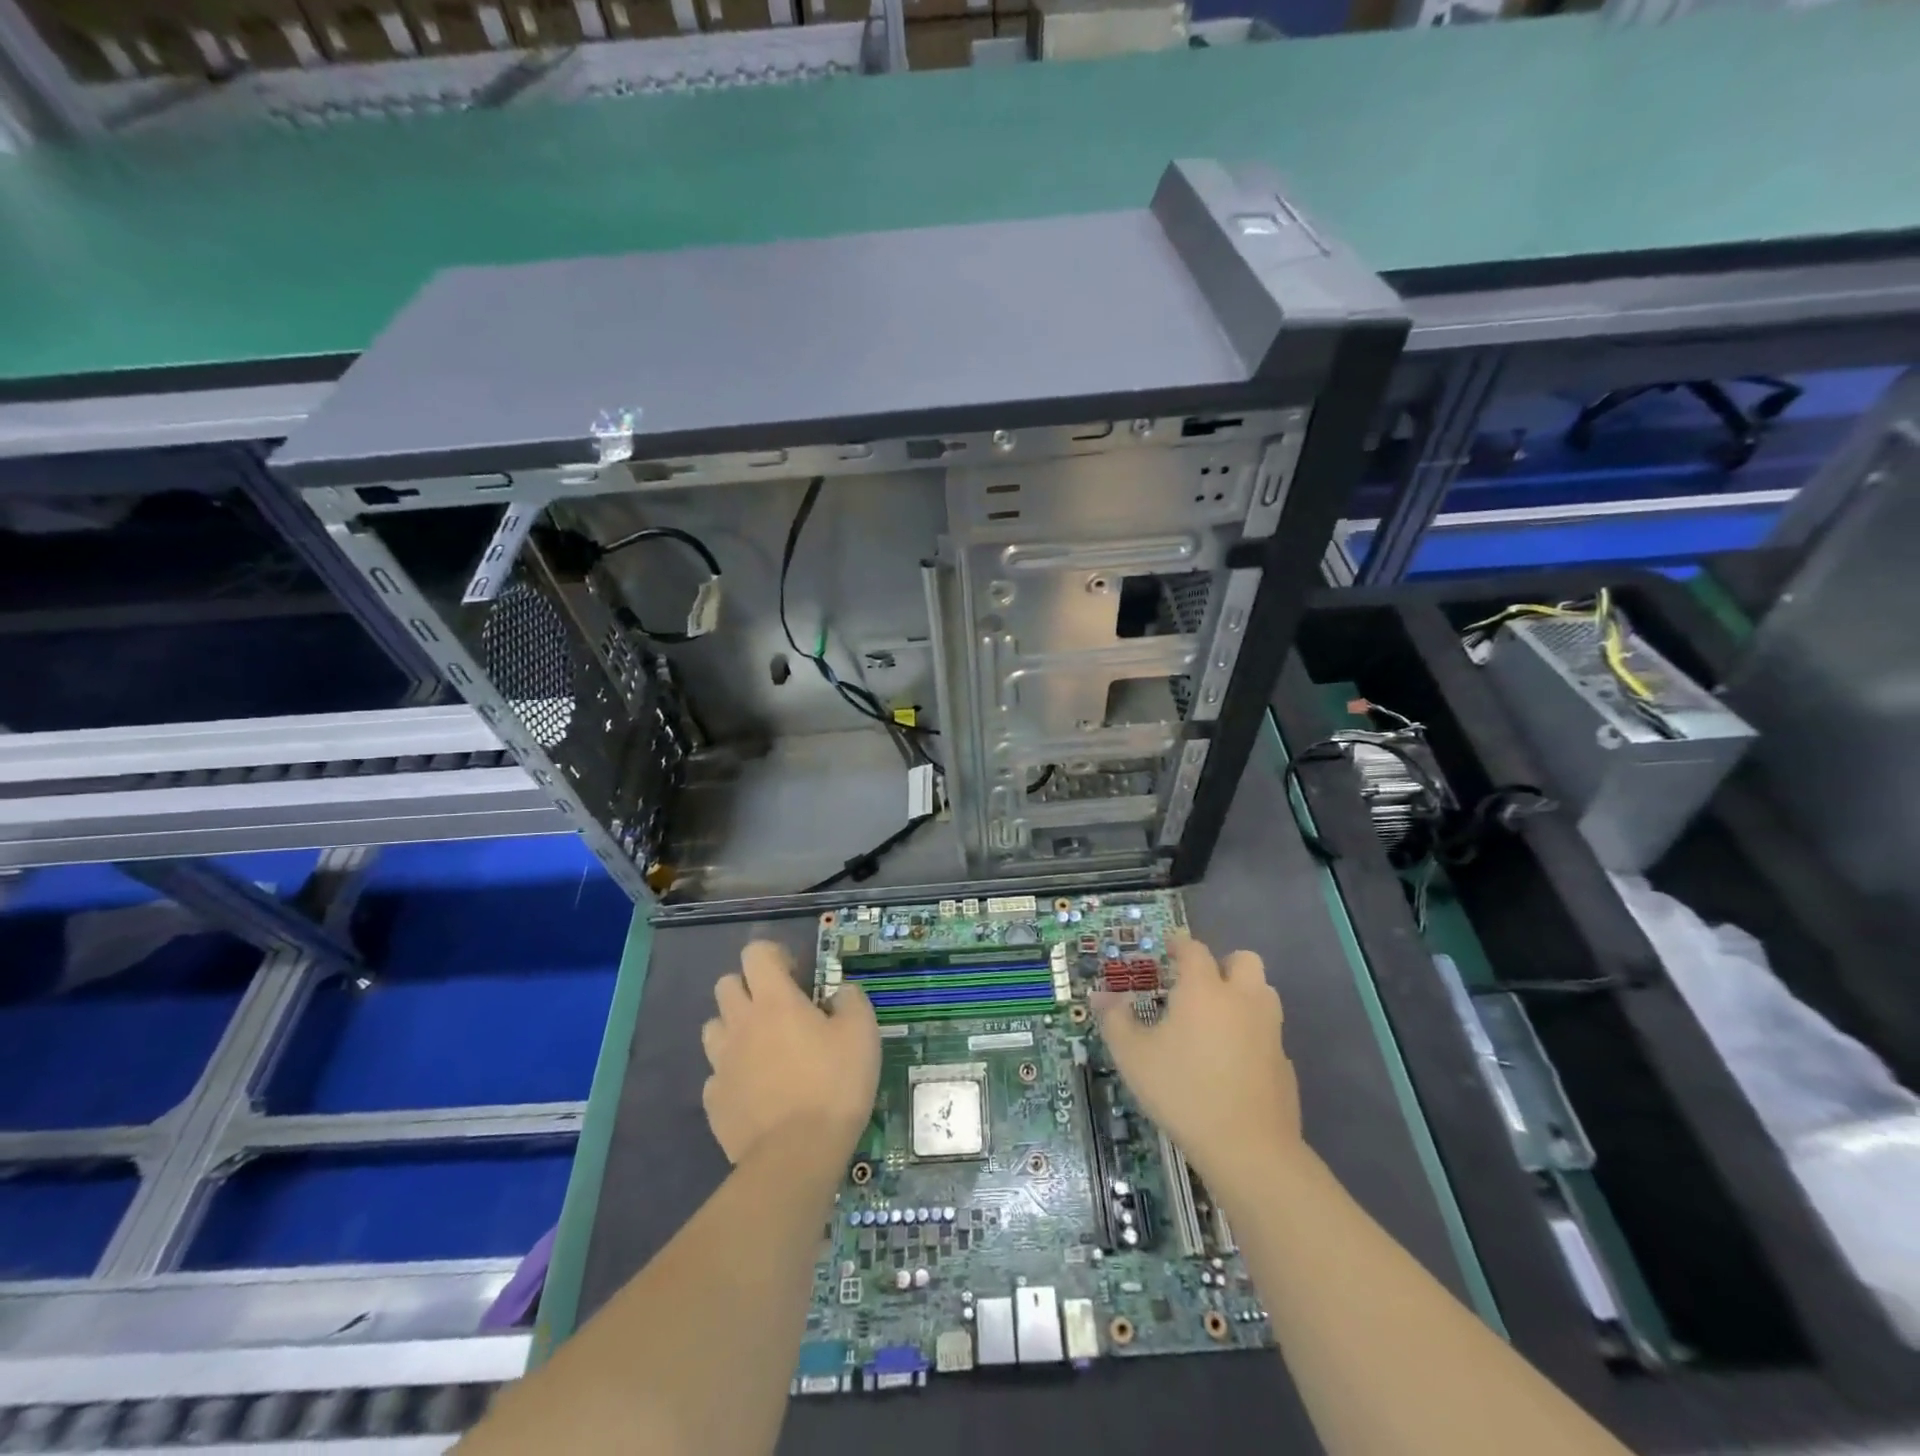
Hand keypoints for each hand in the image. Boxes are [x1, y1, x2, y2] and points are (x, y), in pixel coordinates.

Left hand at [701, 941, 879, 1165]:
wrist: (796, 1157)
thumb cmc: (833, 1085)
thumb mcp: (863, 1033)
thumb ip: (851, 1000)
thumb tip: (838, 994)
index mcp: (774, 1000)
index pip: (755, 953)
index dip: (774, 955)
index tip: (796, 975)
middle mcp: (740, 1023)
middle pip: (726, 985)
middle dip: (749, 988)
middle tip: (780, 1010)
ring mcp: (721, 1063)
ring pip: (714, 1028)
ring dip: (735, 1028)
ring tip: (764, 1049)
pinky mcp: (714, 1101)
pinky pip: (717, 1074)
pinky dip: (733, 1075)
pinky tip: (757, 1091)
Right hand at [1094, 938, 1301, 1184]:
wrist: (1249, 1149)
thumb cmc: (1183, 1091)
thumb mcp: (1133, 1056)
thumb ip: (1115, 1020)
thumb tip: (1100, 996)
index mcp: (1204, 989)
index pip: (1194, 950)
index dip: (1180, 944)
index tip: (1168, 948)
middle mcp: (1242, 999)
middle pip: (1244, 960)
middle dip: (1223, 964)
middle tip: (1199, 984)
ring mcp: (1270, 1031)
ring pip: (1263, 993)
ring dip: (1243, 994)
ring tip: (1216, 1018)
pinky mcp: (1285, 1063)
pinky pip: (1268, 1033)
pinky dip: (1252, 1034)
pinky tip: (1232, 1060)